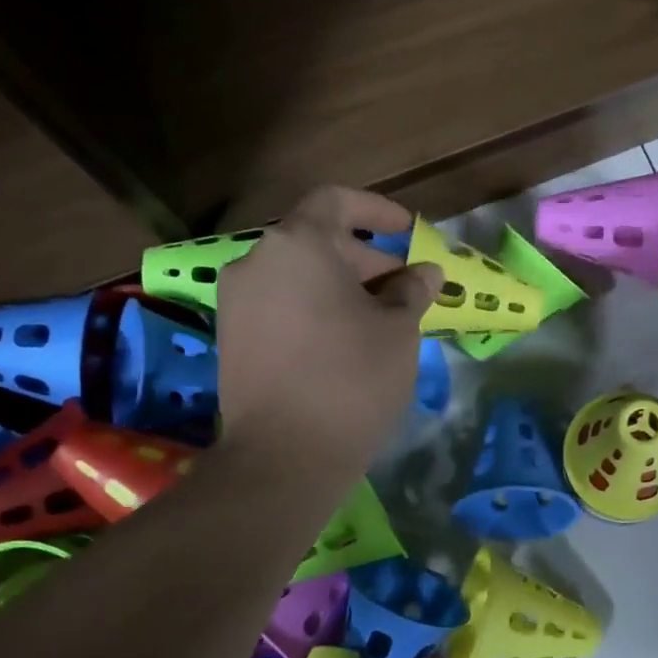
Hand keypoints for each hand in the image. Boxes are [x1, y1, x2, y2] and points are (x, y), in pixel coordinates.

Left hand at [213, 187, 442, 470]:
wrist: (285, 456)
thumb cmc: (352, 378)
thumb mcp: (398, 331)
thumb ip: (413, 291)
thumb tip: (426, 272)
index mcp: (298, 244)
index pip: (337, 202)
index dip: (378, 211)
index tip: (409, 232)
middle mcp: (256, 261)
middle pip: (317, 242)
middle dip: (366, 259)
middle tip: (406, 289)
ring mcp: (237, 301)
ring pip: (298, 277)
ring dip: (341, 287)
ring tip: (380, 320)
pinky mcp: (231, 338)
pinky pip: (281, 306)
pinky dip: (314, 310)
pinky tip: (345, 342)